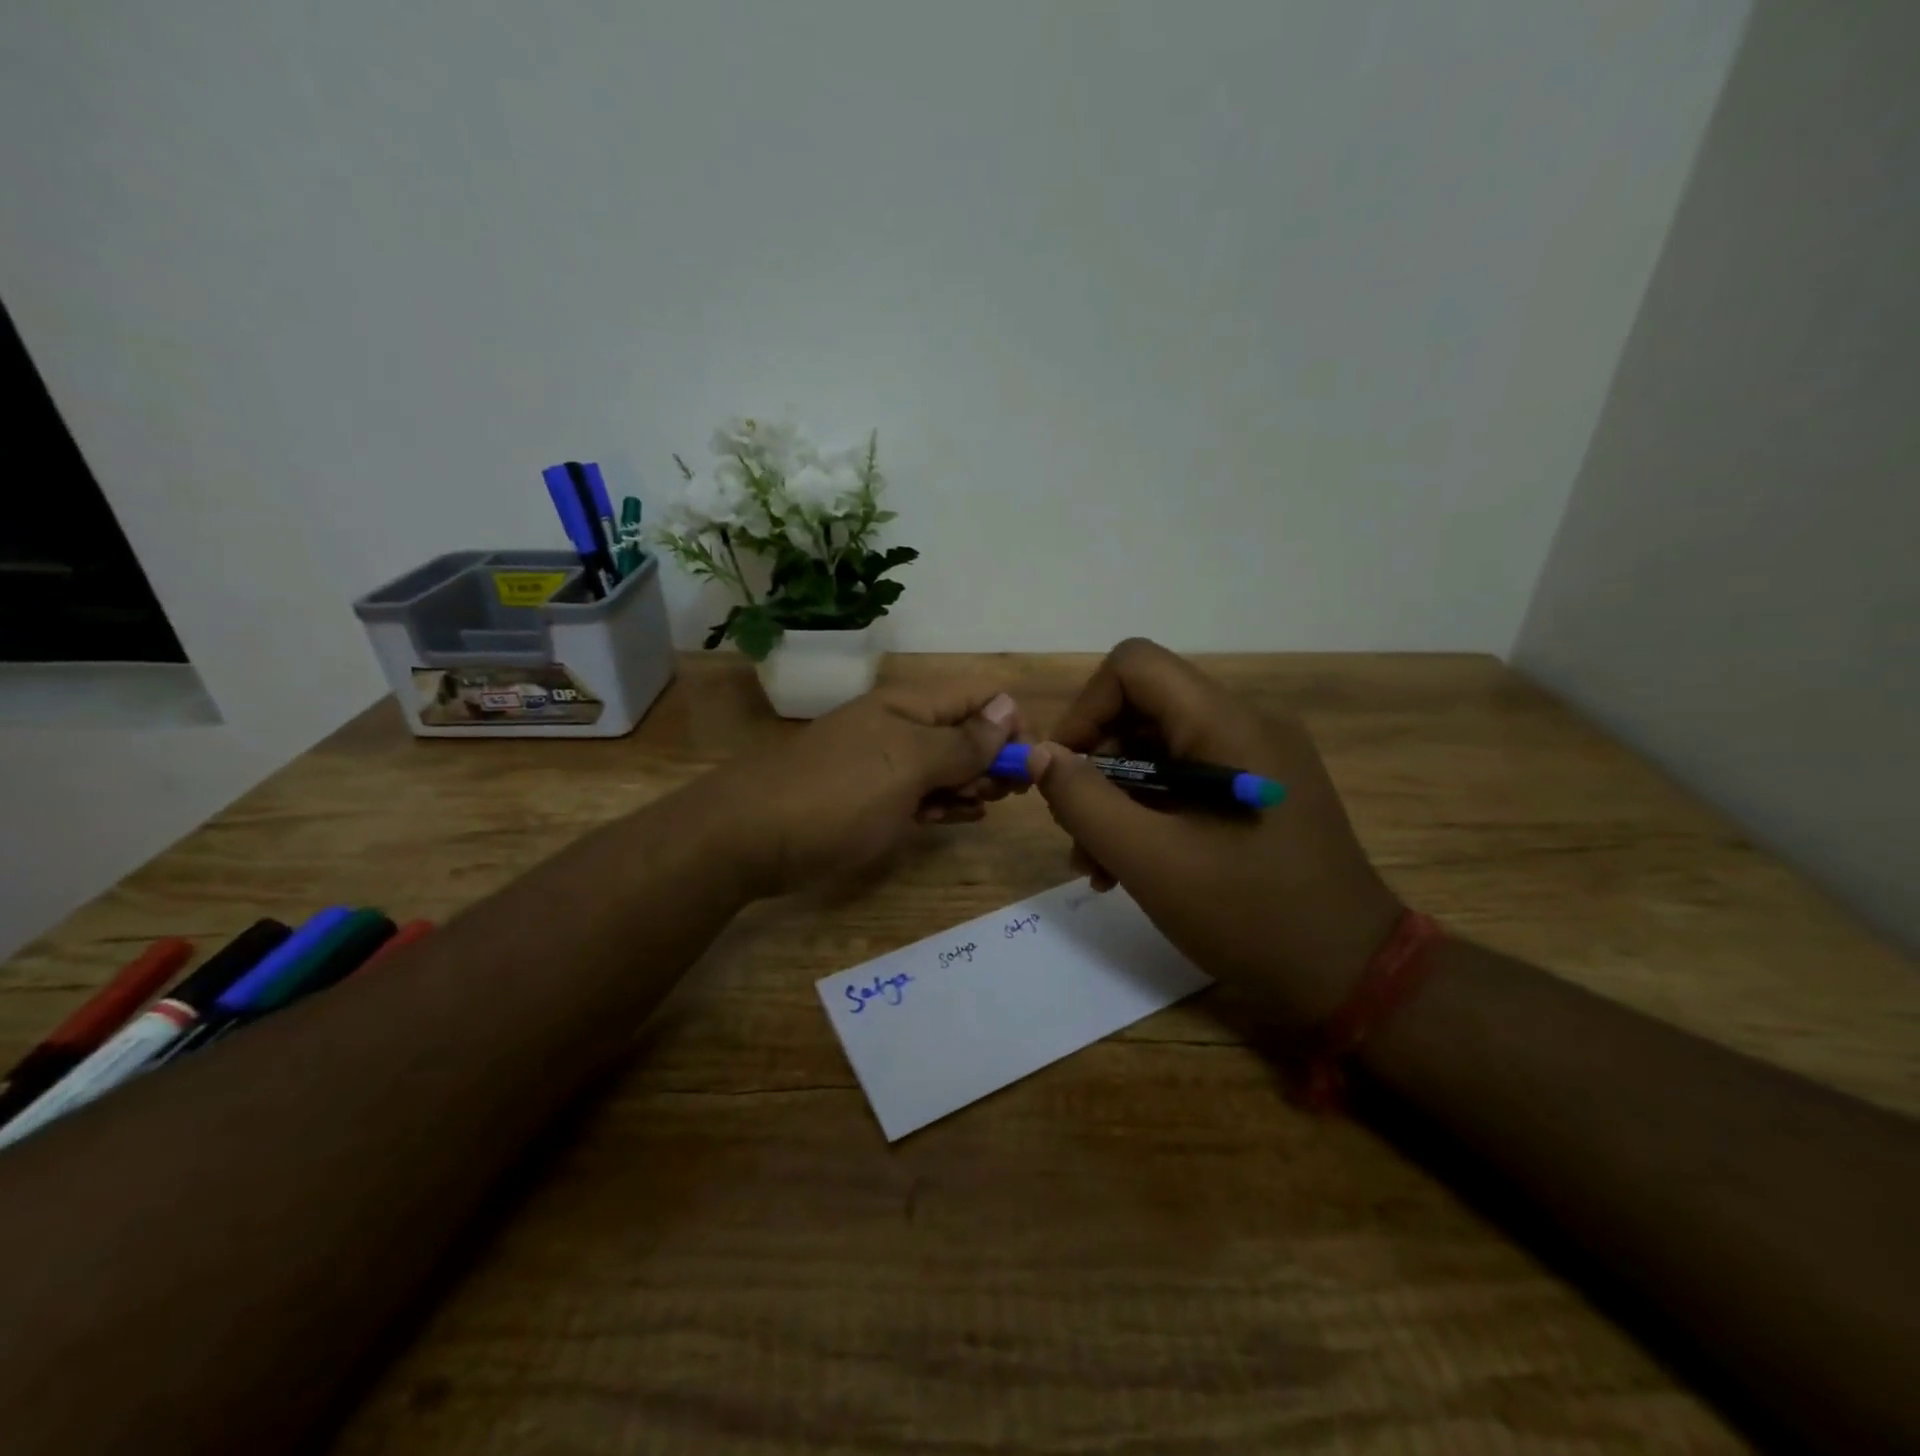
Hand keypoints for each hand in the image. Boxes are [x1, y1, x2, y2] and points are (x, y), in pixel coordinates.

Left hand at [708, 685, 1022, 897]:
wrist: (749, 838)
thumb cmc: (838, 796)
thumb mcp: (909, 765)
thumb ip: (963, 740)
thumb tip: (1008, 706)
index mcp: (909, 705)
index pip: (978, 696)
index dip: (1010, 723)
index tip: (1028, 764)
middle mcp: (899, 727)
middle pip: (964, 731)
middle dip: (992, 758)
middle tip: (1004, 794)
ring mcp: (882, 764)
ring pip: (944, 766)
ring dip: (970, 783)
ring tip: (982, 807)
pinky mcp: (870, 800)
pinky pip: (920, 794)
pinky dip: (944, 803)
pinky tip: (962, 816)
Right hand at [1027, 639, 1401, 1027]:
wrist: (1351, 975)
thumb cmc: (1249, 914)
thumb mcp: (1149, 860)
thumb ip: (1084, 801)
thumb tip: (1041, 754)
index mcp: (1226, 724)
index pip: (1133, 666)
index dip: (1085, 709)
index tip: (1062, 773)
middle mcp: (1246, 723)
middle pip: (1143, 711)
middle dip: (1096, 768)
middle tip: (1075, 834)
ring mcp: (1258, 757)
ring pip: (1160, 750)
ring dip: (1118, 799)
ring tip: (1097, 864)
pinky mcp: (1260, 789)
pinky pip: (1187, 778)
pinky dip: (1151, 811)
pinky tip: (1131, 865)